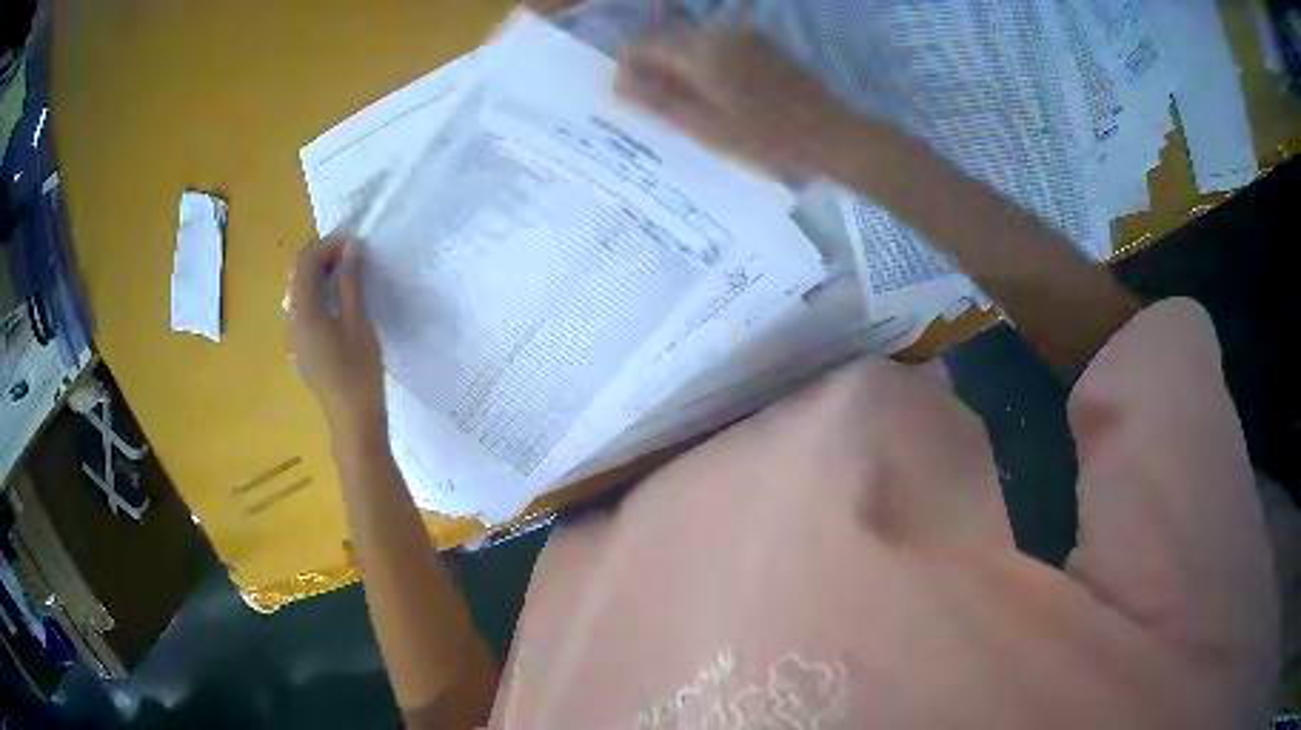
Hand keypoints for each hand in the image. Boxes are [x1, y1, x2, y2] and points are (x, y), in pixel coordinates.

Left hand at [291, 235, 384, 437]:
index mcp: (304, 313)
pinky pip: (304, 309)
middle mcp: (292, 321)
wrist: (353, 421)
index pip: (306, 263)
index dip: (327, 245)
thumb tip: (350, 248)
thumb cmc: (359, 373)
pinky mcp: (303, 348)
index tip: (353, 239)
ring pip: (300, 292)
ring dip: (321, 274)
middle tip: (353, 253)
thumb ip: (351, 283)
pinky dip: (319, 293)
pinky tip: (340, 300)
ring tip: (349, 271)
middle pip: (299, 276)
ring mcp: (295, 337)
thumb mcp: (359, 323)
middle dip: (322, 257)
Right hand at [616, 24, 859, 181]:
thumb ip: (657, 101)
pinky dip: (706, 63)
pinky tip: (719, 93)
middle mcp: (720, 33)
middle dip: (655, 66)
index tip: (630, 95)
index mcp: (702, 53)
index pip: (644, 46)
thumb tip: (617, 83)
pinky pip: (719, 45)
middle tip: (660, 105)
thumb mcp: (705, 128)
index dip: (629, 68)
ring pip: (693, 42)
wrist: (830, 137)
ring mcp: (744, 35)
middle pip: (668, 40)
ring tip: (691, 104)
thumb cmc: (767, 141)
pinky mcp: (762, 43)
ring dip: (680, 65)